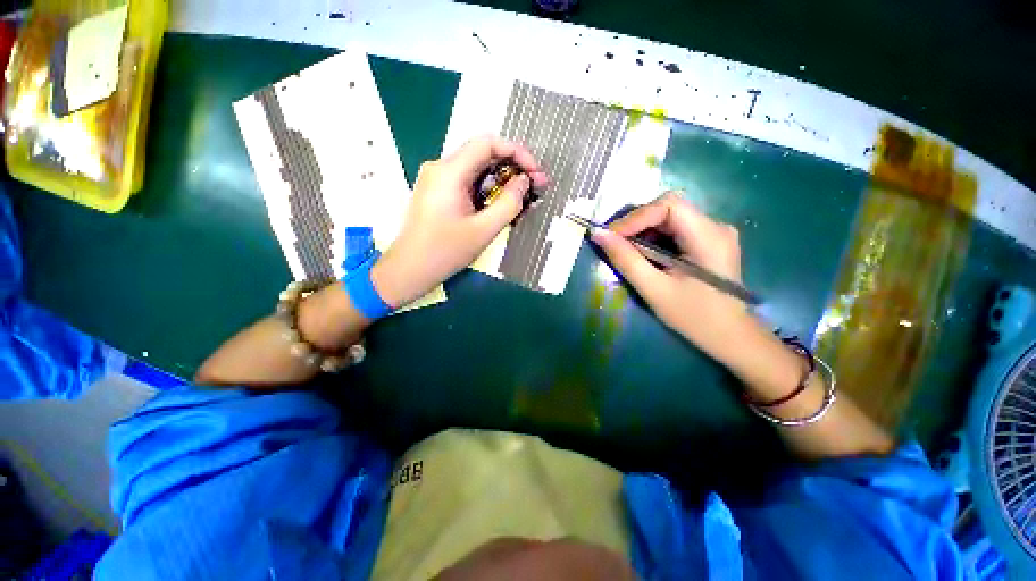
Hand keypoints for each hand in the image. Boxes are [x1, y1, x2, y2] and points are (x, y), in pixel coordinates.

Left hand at [372, 136, 548, 306]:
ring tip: (520, 198)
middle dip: (512, 167)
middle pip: (483, 154)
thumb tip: (523, 181)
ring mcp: (437, 179)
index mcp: (449, 172)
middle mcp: (440, 168)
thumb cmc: (445, 252)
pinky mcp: (437, 191)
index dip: (517, 151)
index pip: (488, 143)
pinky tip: (499, 204)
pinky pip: (467, 181)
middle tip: (534, 186)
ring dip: (501, 180)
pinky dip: (487, 188)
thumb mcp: (484, 230)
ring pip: (476, 168)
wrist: (410, 269)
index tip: (535, 172)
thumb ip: (509, 203)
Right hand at [591, 192, 752, 360]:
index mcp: (709, 237)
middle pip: (668, 208)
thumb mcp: (654, 290)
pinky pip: (674, 229)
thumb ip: (626, 260)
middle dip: (636, 222)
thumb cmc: (693, 317)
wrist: (729, 337)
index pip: (669, 205)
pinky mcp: (707, 241)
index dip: (636, 216)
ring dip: (642, 230)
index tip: (611, 236)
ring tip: (625, 250)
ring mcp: (713, 233)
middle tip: (613, 242)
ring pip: (669, 217)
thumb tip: (598, 235)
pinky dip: (653, 238)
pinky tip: (644, 254)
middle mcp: (715, 226)